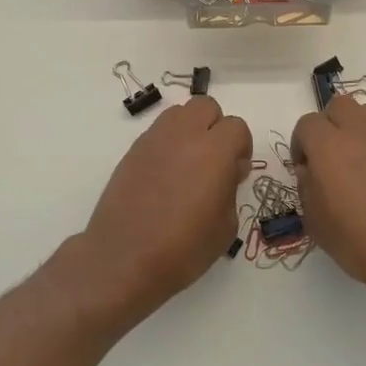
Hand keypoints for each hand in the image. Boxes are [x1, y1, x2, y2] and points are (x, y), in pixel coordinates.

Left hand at [78, 95, 250, 323]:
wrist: (124, 258)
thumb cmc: (183, 249)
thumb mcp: (226, 226)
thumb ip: (231, 188)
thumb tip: (228, 171)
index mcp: (214, 151)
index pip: (237, 127)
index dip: (241, 147)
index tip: (236, 172)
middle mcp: (184, 135)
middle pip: (206, 106)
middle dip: (216, 127)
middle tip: (214, 160)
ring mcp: (154, 140)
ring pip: (179, 113)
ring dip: (190, 129)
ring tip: (188, 164)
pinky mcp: (133, 151)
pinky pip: (158, 132)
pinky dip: (168, 143)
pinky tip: (165, 175)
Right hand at [290, 96, 365, 306]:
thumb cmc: (361, 242)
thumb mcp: (316, 223)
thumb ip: (307, 187)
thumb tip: (311, 171)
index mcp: (329, 145)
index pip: (307, 124)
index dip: (300, 144)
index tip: (305, 168)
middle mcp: (360, 131)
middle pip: (338, 107)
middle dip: (327, 126)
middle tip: (327, 157)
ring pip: (365, 113)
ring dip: (354, 127)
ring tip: (354, 160)